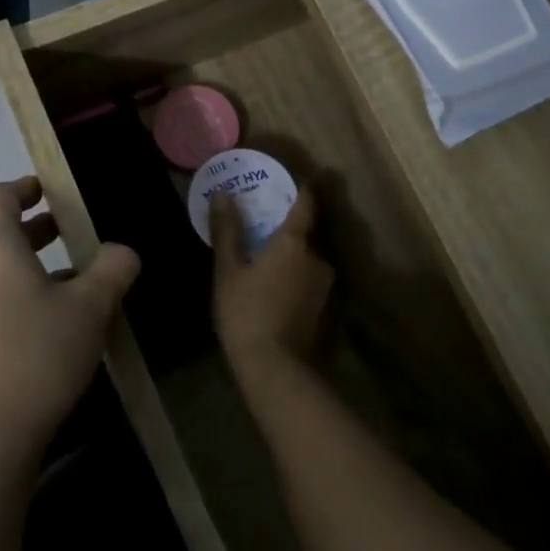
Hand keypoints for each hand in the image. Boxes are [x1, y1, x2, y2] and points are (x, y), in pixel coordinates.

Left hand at [0, 177, 139, 461]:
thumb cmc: (41, 353)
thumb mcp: (92, 306)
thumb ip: (113, 267)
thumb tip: (121, 252)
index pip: (0, 196)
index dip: (26, 187)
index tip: (51, 192)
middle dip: (37, 232)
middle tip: (74, 237)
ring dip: (29, 267)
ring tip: (71, 286)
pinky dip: (13, 295)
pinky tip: (47, 324)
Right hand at [210, 186, 331, 401]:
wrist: (275, 370)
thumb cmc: (246, 312)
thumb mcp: (228, 270)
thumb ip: (228, 230)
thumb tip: (224, 194)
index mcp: (295, 242)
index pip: (306, 203)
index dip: (302, 189)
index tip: (293, 180)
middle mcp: (318, 258)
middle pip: (305, 234)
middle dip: (287, 229)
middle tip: (263, 227)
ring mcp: (325, 286)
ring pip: (307, 260)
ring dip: (291, 258)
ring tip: (265, 263)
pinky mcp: (325, 309)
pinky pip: (308, 281)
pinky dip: (294, 279)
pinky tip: (274, 291)